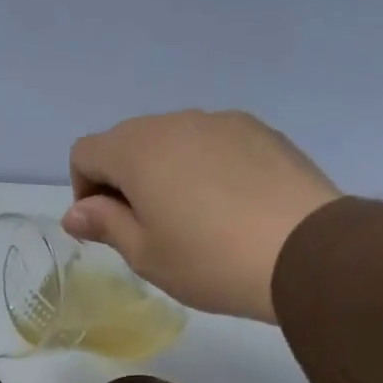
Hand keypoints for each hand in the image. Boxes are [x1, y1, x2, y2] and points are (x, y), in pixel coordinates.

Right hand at [64, 110, 340, 322]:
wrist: (306, 253)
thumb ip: (105, 224)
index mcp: (137, 149)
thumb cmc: (209, 260)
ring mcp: (223, 122)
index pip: (85, 153)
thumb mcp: (145, 254)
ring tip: (194, 221)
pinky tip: (230, 208)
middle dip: (124, 181)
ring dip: (166, 173)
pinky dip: (206, 169)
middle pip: (129, 142)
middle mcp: (176, 122)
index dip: (84, 191)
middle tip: (148, 230)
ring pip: (174, 141)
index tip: (108, 228)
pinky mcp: (261, 132)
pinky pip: (215, 144)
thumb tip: (76, 212)